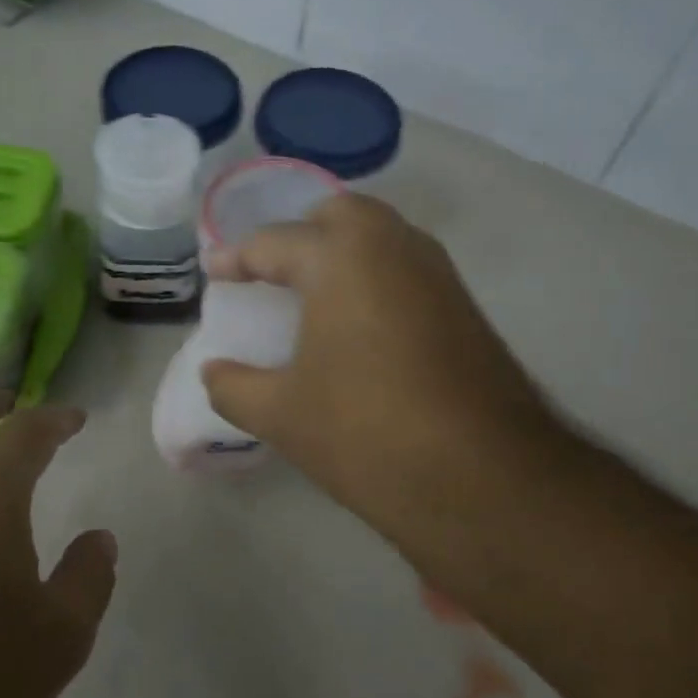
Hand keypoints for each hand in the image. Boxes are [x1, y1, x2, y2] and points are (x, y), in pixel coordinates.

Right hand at [201, 195, 567, 602]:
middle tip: (271, 272)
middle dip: (300, 235)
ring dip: (343, 254)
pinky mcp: (464, 307)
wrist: (484, 481)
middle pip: (339, 216)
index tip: (214, 273)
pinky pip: (407, 270)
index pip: (274, 242)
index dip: (236, 258)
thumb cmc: (365, 433)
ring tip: (312, 296)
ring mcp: (438, 275)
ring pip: (382, 238)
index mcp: (342, 258)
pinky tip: (359, 326)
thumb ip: (233, 387)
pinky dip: (375, 278)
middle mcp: (395, 247)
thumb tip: (213, 373)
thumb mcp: (281, 415)